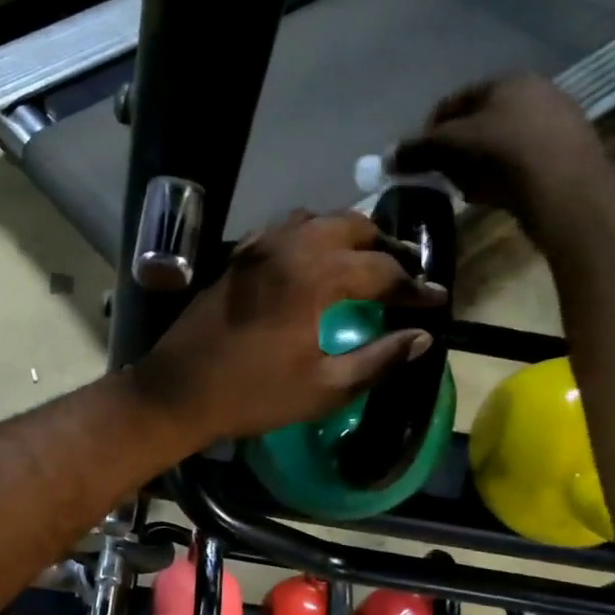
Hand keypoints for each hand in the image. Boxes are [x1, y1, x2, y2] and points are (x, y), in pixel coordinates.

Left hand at [130, 211, 445, 441]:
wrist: (178, 391)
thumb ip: (378, 360)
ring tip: (365, 261)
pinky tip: (313, 258)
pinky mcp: (238, 257)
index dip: (414, 287)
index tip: (436, 301)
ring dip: (347, 235)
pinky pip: (283, 229)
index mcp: (316, 278)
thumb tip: (422, 338)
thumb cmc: (253, 395)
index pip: (382, 271)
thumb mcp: (324, 388)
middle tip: (405, 274)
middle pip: (352, 228)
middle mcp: (290, 248)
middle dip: (385, 248)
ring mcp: (259, 248)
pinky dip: (309, 235)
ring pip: (317, 220)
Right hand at [389, 74, 614, 232]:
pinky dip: (502, 174)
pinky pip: (520, 161)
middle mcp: (535, 91)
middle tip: (441, 175)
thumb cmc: (503, 153)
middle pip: (478, 122)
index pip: (454, 101)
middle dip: (455, 149)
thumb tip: (387, 158)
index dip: (430, 130)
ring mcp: (555, 121)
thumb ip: (417, 149)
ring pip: (499, 142)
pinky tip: (495, 194)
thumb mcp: (451, 146)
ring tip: (467, 189)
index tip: (417, 158)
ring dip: (477, 164)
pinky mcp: (566, 152)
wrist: (565, 187)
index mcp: (507, 80)